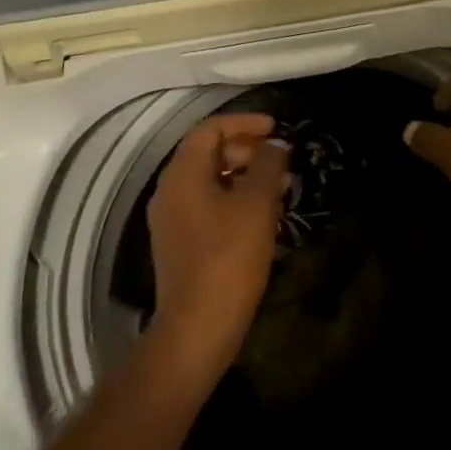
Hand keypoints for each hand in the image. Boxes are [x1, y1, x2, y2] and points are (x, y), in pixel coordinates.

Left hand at [145, 113, 290, 379]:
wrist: (198, 326)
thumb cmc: (228, 258)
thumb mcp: (256, 205)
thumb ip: (267, 166)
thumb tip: (275, 144)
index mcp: (182, 175)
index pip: (209, 130)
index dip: (244, 123)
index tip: (276, 128)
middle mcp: (169, 191)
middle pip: (207, 154)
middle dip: (247, 151)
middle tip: (281, 161)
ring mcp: (172, 220)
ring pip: (209, 182)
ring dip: (244, 177)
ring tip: (280, 187)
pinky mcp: (180, 244)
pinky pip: (207, 206)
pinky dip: (234, 200)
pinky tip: (262, 216)